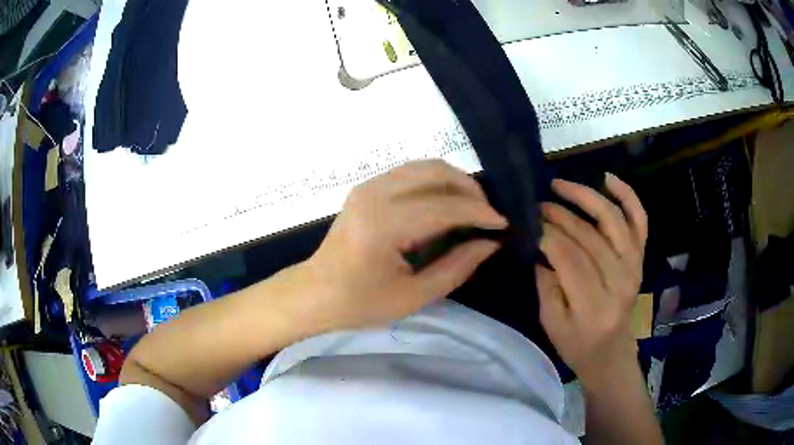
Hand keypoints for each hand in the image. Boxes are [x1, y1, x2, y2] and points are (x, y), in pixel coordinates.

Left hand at [304, 160, 506, 331]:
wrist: (314, 293)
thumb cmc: (359, 304)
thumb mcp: (413, 297)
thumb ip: (456, 267)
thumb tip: (490, 243)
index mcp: (383, 225)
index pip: (444, 206)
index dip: (479, 213)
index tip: (502, 224)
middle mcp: (374, 194)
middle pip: (436, 173)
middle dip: (470, 191)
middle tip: (488, 215)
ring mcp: (368, 186)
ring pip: (425, 167)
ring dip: (455, 182)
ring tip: (473, 209)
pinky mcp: (366, 187)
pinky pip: (411, 173)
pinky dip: (436, 182)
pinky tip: (446, 204)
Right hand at [536, 174, 647, 386]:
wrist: (610, 351)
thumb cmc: (577, 343)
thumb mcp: (550, 322)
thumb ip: (545, 282)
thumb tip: (540, 243)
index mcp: (594, 304)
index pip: (570, 257)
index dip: (547, 234)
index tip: (528, 221)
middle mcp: (620, 280)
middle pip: (589, 236)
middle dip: (559, 215)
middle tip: (536, 205)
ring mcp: (634, 265)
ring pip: (612, 219)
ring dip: (585, 196)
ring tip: (560, 185)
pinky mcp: (640, 257)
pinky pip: (639, 220)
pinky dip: (627, 195)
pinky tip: (607, 179)